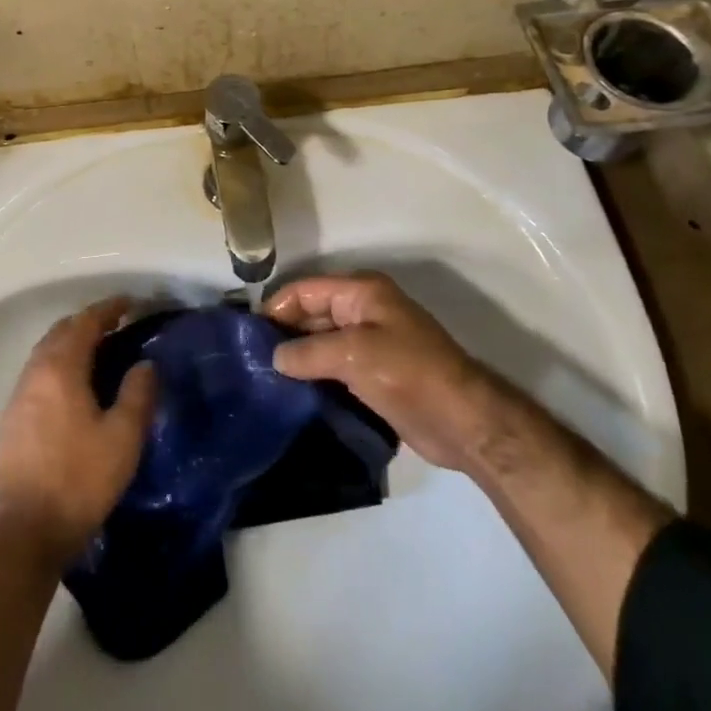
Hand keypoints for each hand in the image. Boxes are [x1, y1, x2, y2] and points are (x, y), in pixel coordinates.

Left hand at [0, 297, 156, 566]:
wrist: (23, 533)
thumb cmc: (78, 480)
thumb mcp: (122, 438)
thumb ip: (137, 394)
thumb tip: (145, 364)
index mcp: (60, 368)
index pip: (85, 322)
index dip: (108, 309)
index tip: (130, 303)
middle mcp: (35, 372)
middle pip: (61, 331)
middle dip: (88, 322)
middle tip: (117, 325)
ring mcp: (19, 396)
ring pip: (46, 353)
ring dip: (71, 343)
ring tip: (99, 352)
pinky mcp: (11, 421)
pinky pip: (39, 374)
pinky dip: (59, 365)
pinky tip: (75, 387)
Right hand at [267, 272, 504, 473]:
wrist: (462, 421)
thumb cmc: (408, 373)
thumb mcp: (354, 355)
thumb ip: (309, 353)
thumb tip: (274, 357)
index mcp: (361, 292)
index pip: (305, 289)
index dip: (277, 307)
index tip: (248, 335)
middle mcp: (364, 310)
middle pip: (312, 312)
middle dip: (285, 331)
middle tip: (252, 359)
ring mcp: (371, 341)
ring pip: (322, 340)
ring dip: (299, 355)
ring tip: (265, 377)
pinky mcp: (375, 372)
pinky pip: (335, 365)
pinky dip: (315, 373)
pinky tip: (293, 391)